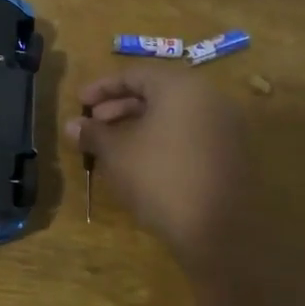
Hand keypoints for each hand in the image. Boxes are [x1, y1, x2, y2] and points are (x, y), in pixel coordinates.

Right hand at [66, 65, 253, 254]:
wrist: (219, 231)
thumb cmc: (160, 179)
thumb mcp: (117, 153)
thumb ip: (93, 133)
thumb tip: (72, 125)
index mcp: (180, 87)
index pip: (135, 74)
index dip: (102, 88)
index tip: (80, 103)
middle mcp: (208, 98)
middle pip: (156, 92)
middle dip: (120, 107)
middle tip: (94, 126)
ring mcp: (225, 126)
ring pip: (174, 114)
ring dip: (139, 124)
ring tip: (113, 146)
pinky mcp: (232, 153)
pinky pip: (190, 133)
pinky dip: (163, 139)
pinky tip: (142, 161)